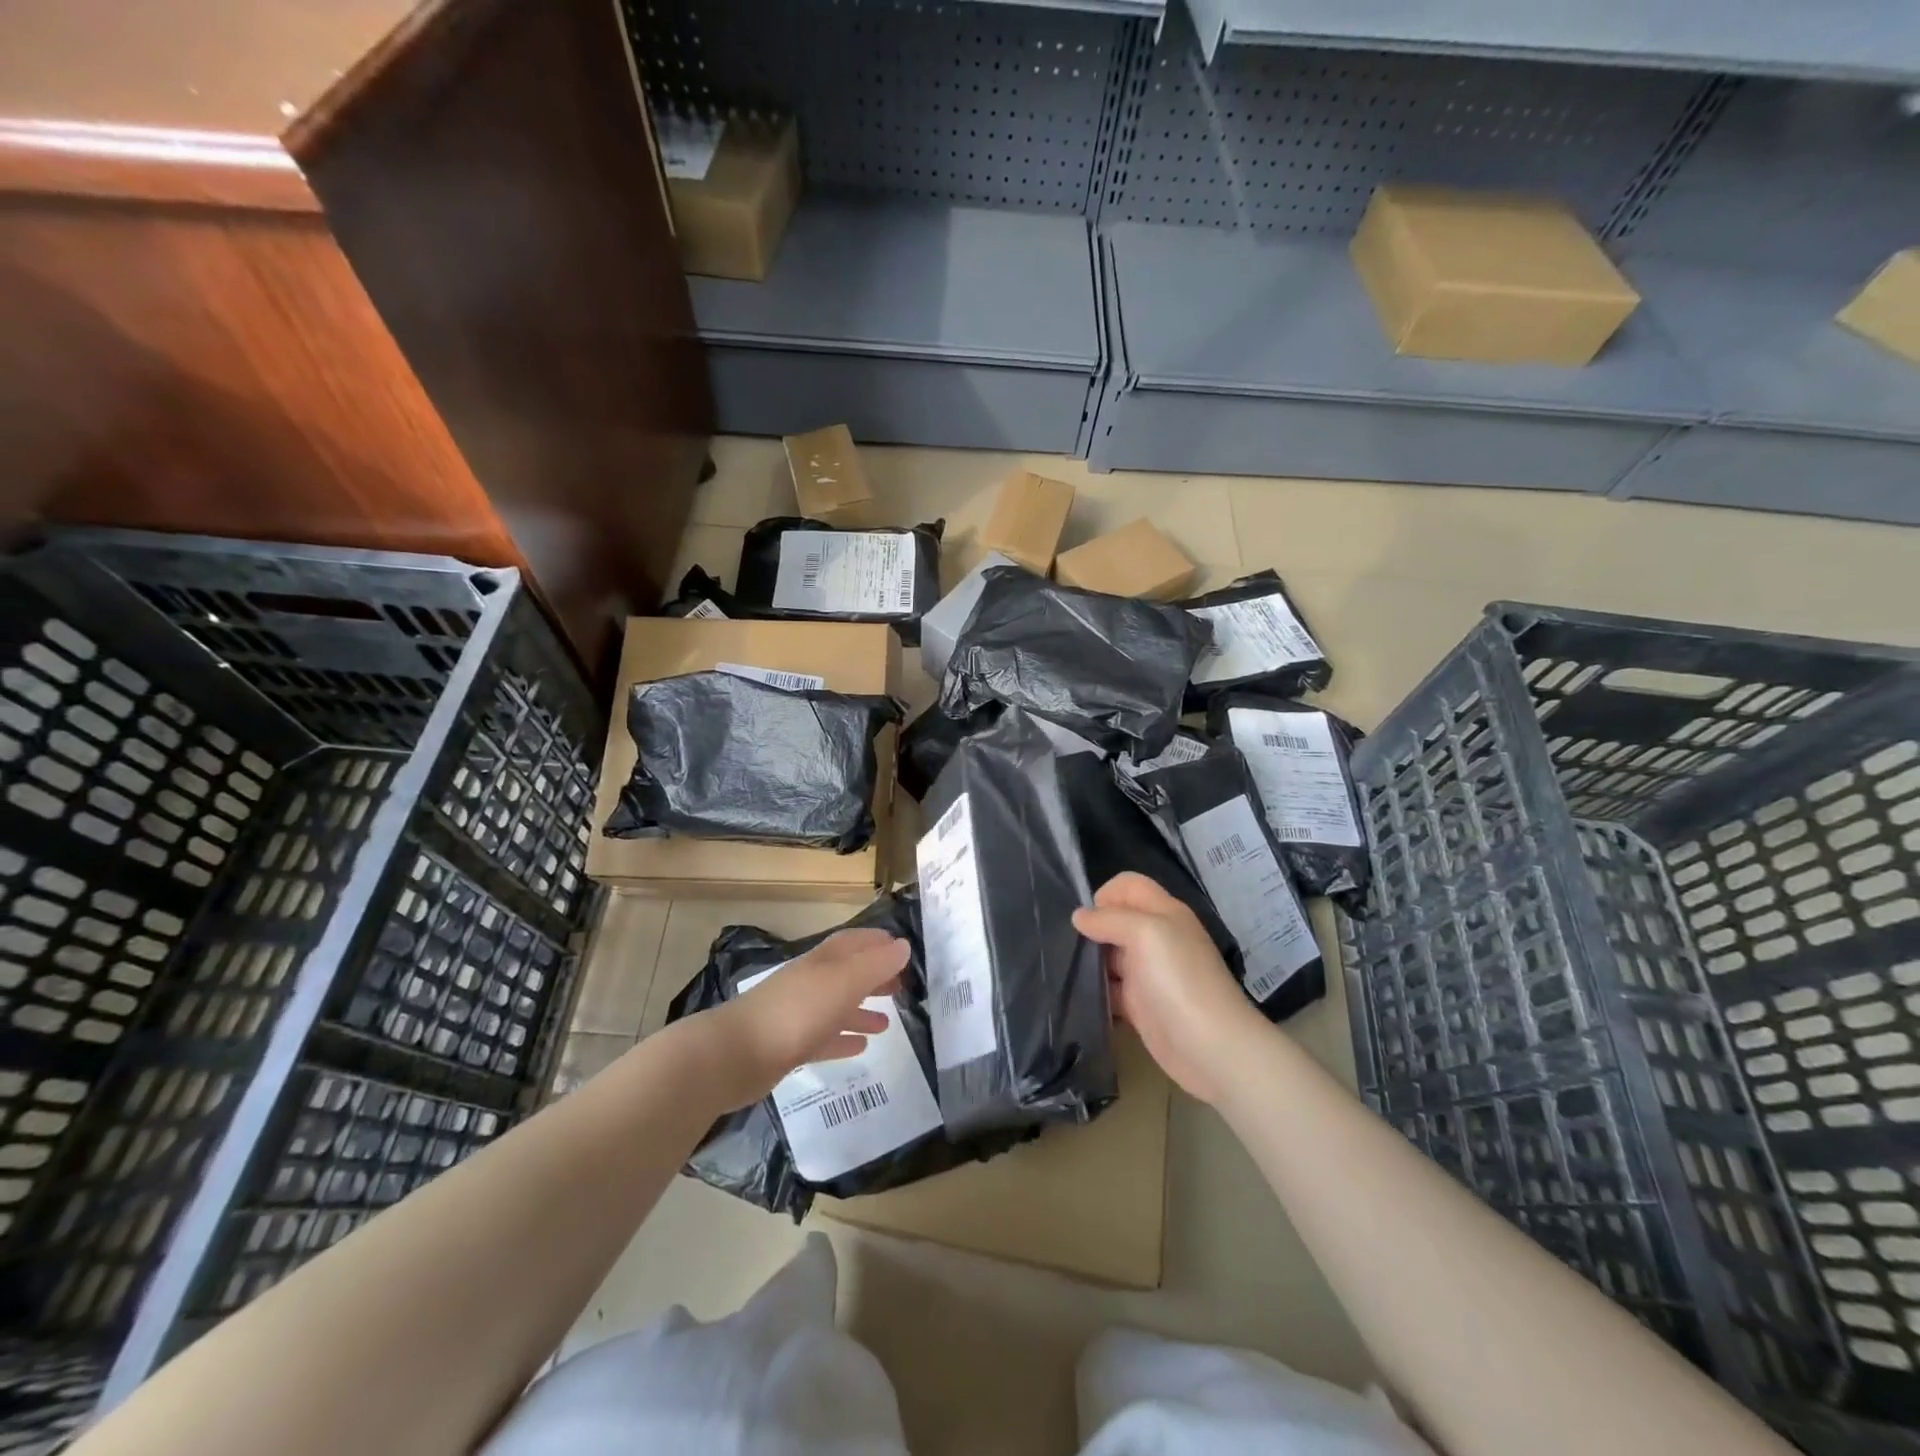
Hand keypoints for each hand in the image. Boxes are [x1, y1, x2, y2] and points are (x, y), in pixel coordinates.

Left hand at [704, 929, 910, 1109]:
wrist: (737, 1054)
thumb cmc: (797, 1011)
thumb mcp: (844, 983)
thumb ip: (875, 965)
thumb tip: (903, 946)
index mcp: (824, 961)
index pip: (855, 942)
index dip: (878, 942)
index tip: (903, 950)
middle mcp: (811, 981)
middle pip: (847, 973)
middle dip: (874, 977)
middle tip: (902, 988)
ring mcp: (798, 1013)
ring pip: (837, 1006)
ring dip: (861, 1011)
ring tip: (887, 1024)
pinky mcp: (789, 1045)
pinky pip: (824, 1037)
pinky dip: (842, 1039)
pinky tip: (859, 1047)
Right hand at [1073, 872, 1269, 1104]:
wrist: (1212, 1048)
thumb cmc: (1179, 980)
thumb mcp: (1146, 934)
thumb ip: (1109, 919)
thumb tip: (1079, 916)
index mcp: (1164, 913)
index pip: (1129, 886)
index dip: (1105, 894)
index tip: (1086, 919)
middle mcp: (1157, 939)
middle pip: (1117, 921)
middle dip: (1091, 929)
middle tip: (1066, 946)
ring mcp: (1149, 974)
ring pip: (1110, 956)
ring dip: (1088, 962)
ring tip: (1063, 970)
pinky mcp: (1141, 1006)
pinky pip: (1111, 991)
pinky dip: (1094, 992)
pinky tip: (1076, 997)